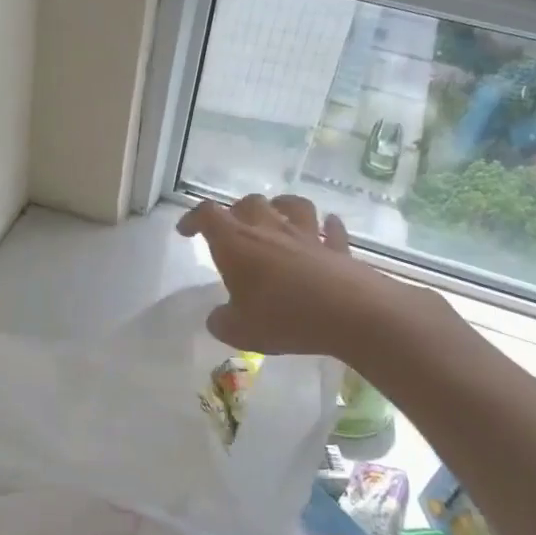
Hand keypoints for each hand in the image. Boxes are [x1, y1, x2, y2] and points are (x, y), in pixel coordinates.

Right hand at [177, 194, 431, 357]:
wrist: (349, 313)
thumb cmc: (284, 317)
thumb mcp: (239, 331)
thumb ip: (221, 322)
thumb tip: (218, 317)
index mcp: (236, 243)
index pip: (207, 215)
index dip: (193, 219)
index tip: (186, 232)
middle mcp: (269, 229)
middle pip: (248, 203)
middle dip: (236, 211)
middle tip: (232, 230)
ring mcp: (306, 235)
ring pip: (292, 205)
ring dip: (280, 206)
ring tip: (276, 215)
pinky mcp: (337, 248)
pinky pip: (331, 230)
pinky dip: (327, 227)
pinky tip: (327, 230)